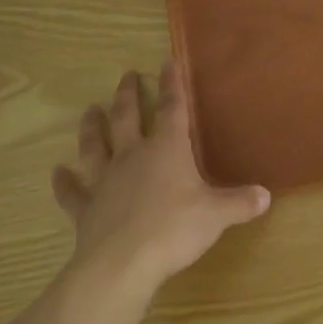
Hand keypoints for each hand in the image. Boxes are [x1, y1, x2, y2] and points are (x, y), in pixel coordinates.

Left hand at [52, 62, 270, 293]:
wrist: (122, 263)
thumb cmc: (175, 229)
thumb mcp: (217, 215)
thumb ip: (240, 203)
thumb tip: (266, 196)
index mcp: (167, 149)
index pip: (172, 108)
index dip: (172, 84)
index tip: (167, 60)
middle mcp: (133, 156)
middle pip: (127, 117)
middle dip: (128, 95)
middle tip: (126, 76)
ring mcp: (105, 180)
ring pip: (95, 146)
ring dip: (91, 127)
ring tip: (89, 110)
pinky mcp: (86, 208)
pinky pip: (72, 192)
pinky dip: (64, 183)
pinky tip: (56, 173)